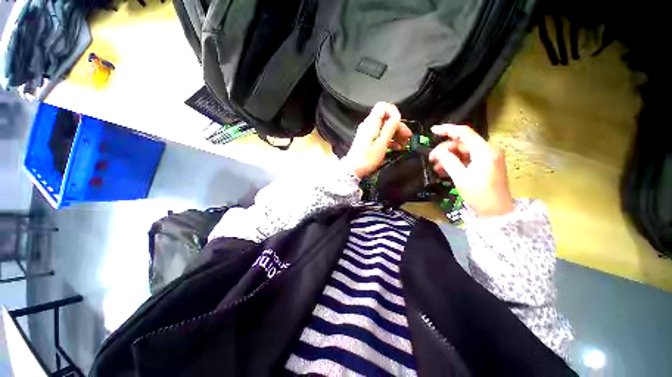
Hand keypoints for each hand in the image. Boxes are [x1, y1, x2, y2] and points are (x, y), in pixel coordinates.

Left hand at [343, 102, 412, 178]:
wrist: (353, 170)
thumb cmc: (366, 159)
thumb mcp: (381, 144)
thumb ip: (389, 129)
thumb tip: (397, 116)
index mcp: (371, 124)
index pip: (382, 107)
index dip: (394, 112)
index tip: (401, 123)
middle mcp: (368, 125)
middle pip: (385, 118)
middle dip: (398, 126)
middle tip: (407, 137)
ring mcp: (367, 132)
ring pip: (384, 127)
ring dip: (395, 134)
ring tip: (403, 144)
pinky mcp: (367, 139)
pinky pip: (380, 135)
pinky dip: (389, 139)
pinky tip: (396, 147)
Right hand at [429, 124, 513, 217]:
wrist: (497, 212)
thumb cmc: (479, 194)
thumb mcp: (460, 177)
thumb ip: (448, 161)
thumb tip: (437, 151)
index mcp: (485, 151)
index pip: (464, 133)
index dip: (447, 130)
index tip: (433, 131)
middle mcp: (488, 150)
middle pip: (462, 143)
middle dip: (445, 149)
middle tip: (431, 159)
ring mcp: (487, 158)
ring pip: (463, 152)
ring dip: (448, 158)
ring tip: (436, 167)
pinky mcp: (485, 165)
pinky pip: (467, 159)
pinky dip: (455, 163)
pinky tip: (444, 170)